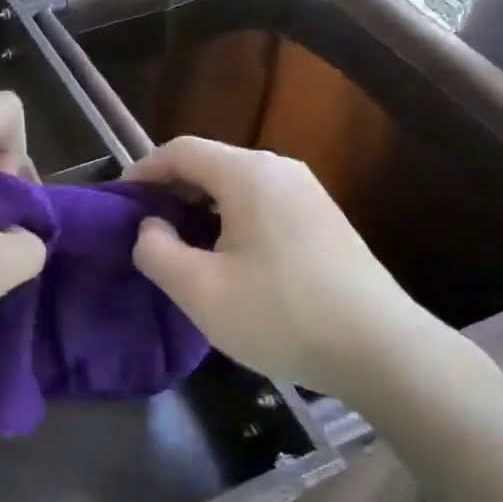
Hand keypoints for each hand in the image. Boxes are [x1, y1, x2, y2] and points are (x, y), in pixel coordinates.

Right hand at [128, 137, 442, 394]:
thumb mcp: (200, 290)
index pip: (181, 150)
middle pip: (210, 163)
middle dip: (171, 191)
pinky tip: (227, 259)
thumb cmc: (282, 315)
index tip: (120, 202)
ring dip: (201, 208)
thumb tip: (151, 227)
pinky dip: (231, 219)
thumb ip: (157, 251)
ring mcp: (308, 192)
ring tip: (180, 247)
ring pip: (237, 185)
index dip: (143, 171)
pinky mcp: (323, 218)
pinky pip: (262, 203)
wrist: (382, 350)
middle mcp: (280, 170)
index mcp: (248, 174)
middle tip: (145, 230)